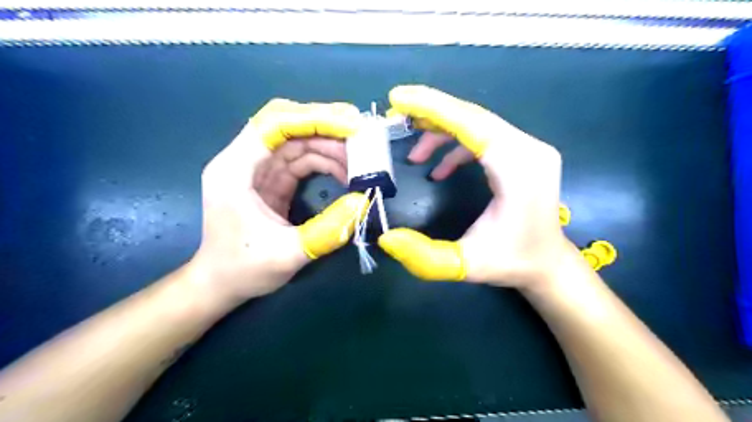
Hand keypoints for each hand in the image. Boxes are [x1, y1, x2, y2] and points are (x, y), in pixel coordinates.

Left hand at [186, 99, 365, 303]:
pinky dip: (325, 162)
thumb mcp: (287, 254)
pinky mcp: (272, 181)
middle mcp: (244, 161)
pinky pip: (301, 160)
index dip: (313, 120)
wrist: (221, 284)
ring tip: (360, 159)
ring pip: (297, 142)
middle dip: (325, 126)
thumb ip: (327, 230)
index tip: (350, 126)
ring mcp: (259, 170)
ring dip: (329, 146)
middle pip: (287, 126)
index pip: (273, 125)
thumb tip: (363, 202)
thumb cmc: (243, 269)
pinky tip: (345, 173)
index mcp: (235, 170)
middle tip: (362, 134)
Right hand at [376, 86, 576, 290]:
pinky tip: (439, 168)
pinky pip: (484, 137)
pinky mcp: (523, 154)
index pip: (472, 124)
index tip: (398, 98)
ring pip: (477, 124)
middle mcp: (528, 149)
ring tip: (414, 154)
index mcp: (518, 169)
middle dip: (431, 111)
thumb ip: (424, 257)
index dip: (434, 107)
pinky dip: (457, 145)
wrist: (547, 263)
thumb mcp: (465, 265)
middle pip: (473, 116)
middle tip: (396, 115)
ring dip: (442, 131)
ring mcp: (529, 148)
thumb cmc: (512, 262)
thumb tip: (386, 238)